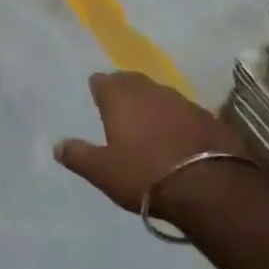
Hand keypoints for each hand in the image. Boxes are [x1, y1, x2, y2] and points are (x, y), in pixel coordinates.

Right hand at [55, 71, 250, 215]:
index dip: (98, 87)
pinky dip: (178, 119)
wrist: (210, 187)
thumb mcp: (102, 171)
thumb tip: (57, 146)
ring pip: (161, 94)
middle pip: (133, 81)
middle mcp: (151, 92)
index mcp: (121, 99)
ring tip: (148, 119)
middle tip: (119, 103)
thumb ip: (78, 156)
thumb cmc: (145, 175)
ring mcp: (184, 103)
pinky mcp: (210, 118)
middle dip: (125, 88)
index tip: (96, 95)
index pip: (103, 81)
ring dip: (153, 103)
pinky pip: (186, 112)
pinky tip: (179, 135)